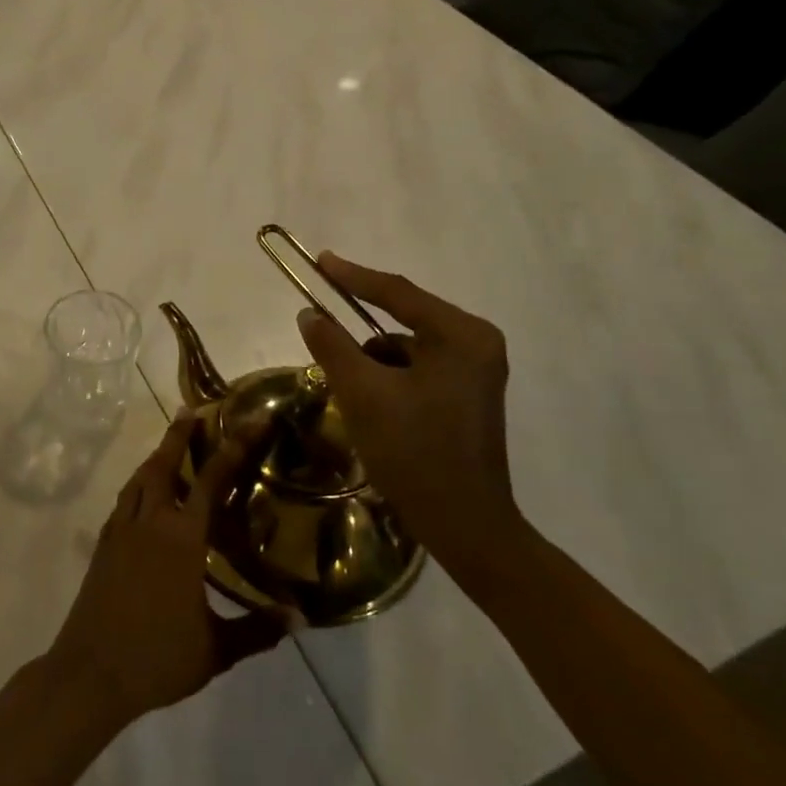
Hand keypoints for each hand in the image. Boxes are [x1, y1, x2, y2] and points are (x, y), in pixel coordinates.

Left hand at [43, 414, 288, 729]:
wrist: (91, 671)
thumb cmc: (157, 658)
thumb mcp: (216, 650)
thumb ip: (257, 630)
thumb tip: (298, 618)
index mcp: (182, 539)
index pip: (211, 481)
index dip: (233, 448)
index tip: (249, 421)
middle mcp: (150, 522)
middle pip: (164, 465)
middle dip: (180, 435)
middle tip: (192, 410)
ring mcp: (121, 530)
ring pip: (139, 479)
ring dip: (156, 456)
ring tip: (169, 444)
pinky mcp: (103, 544)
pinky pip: (124, 500)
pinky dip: (137, 484)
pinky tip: (143, 493)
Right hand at [297, 253, 524, 576]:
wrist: (465, 525)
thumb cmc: (415, 453)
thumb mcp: (363, 394)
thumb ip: (332, 346)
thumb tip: (309, 314)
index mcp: (461, 336)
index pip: (397, 293)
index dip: (353, 276)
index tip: (319, 260)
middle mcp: (476, 344)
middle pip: (403, 320)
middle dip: (360, 335)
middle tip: (321, 330)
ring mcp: (475, 370)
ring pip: (405, 349)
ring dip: (372, 363)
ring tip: (352, 396)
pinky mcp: (467, 394)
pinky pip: (415, 370)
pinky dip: (388, 380)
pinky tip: (373, 410)